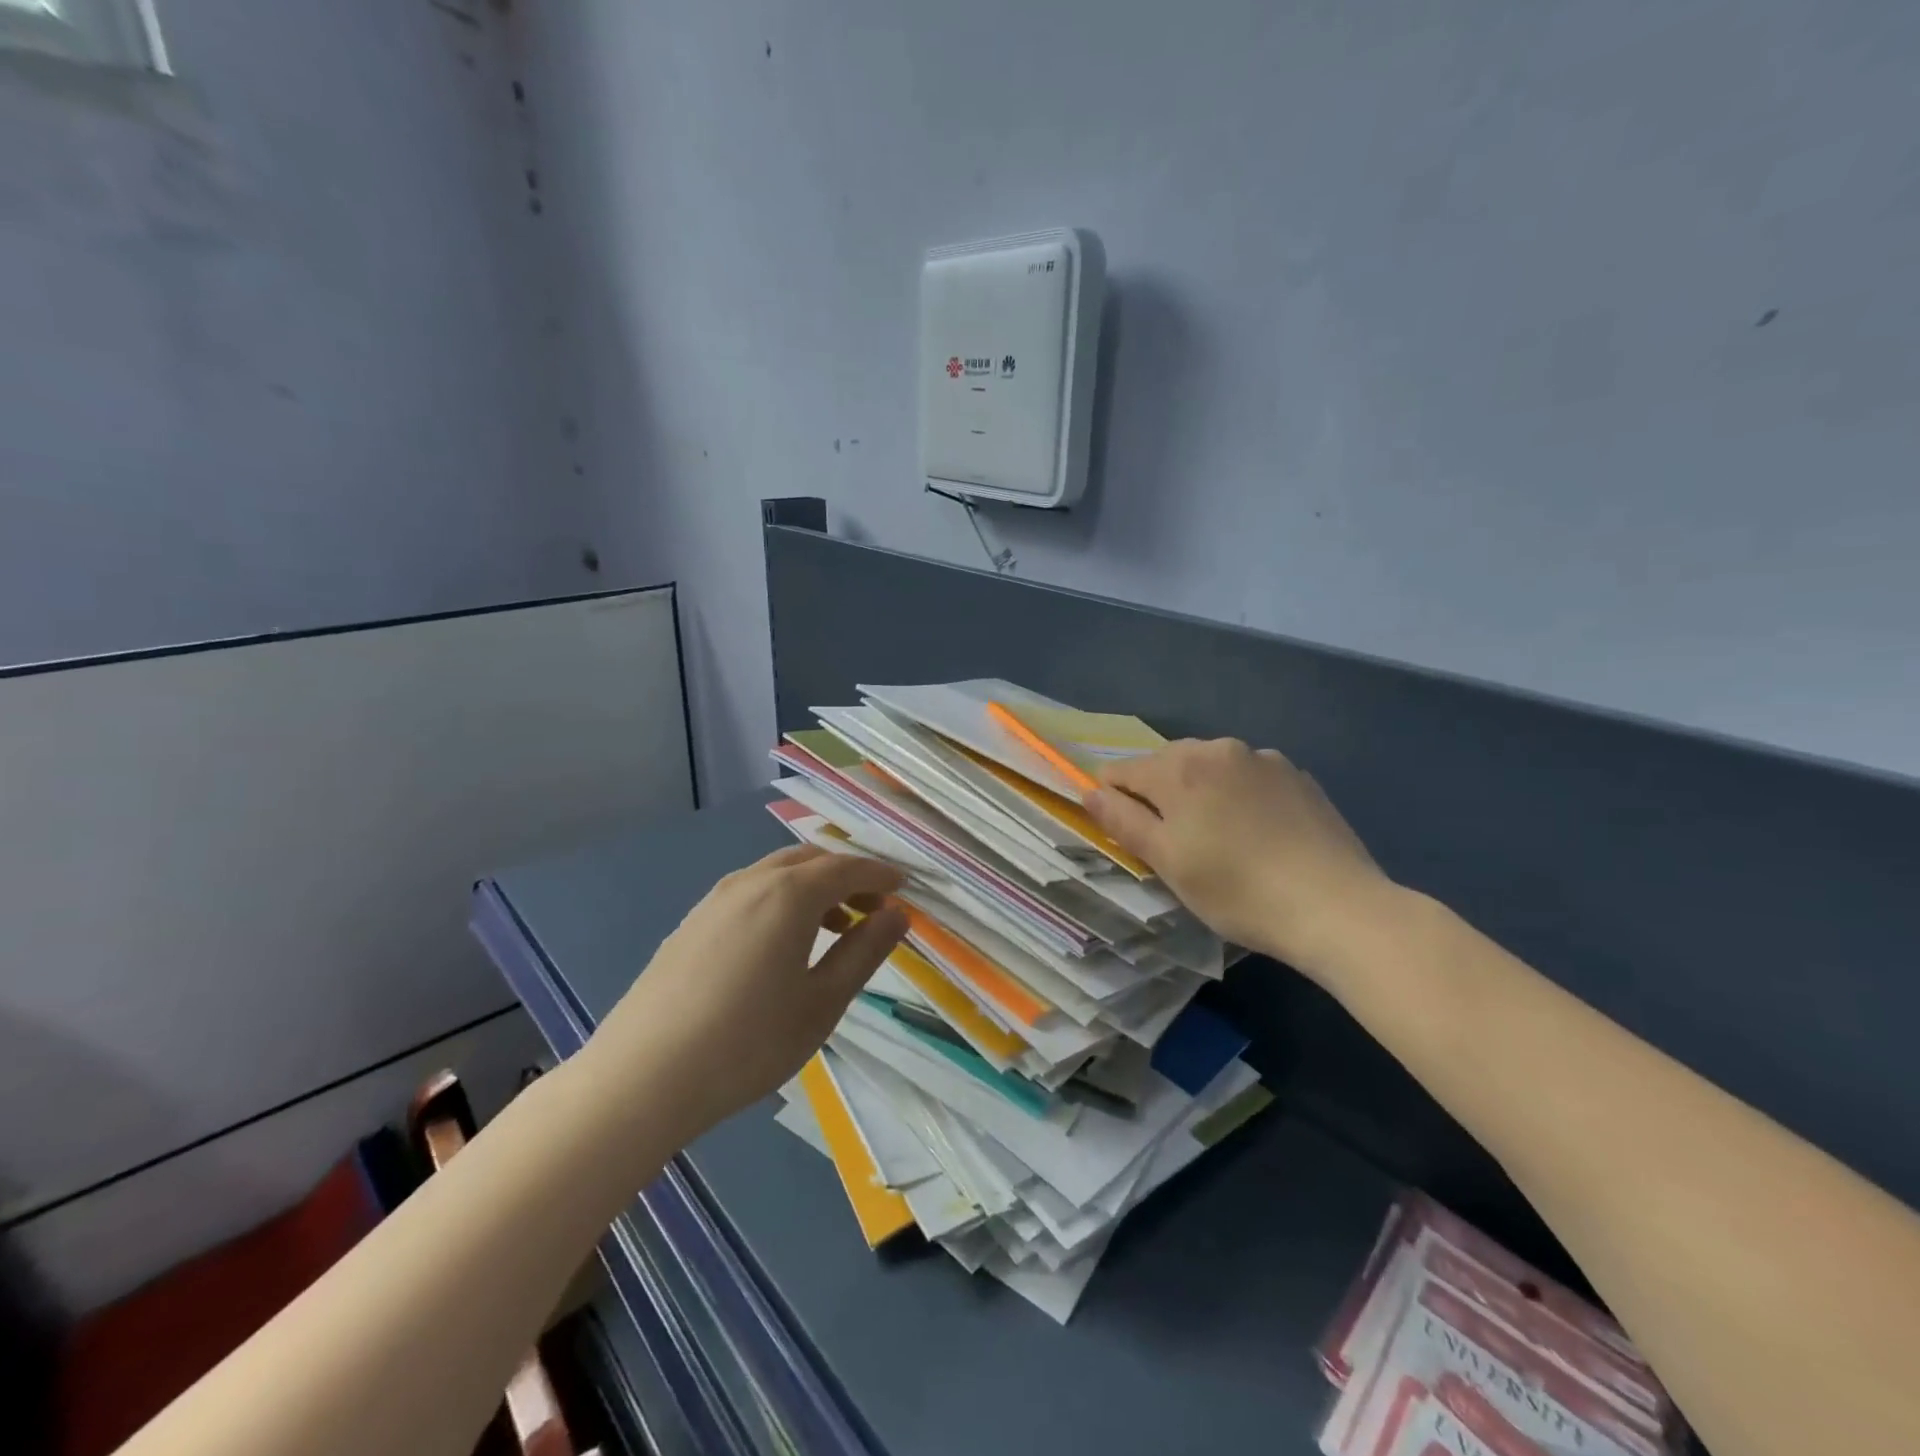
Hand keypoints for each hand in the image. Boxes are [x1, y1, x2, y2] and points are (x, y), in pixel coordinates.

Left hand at [588, 846, 907, 1138]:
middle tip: (872, 906)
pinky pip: (749, 892)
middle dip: (847, 875)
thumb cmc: (749, 1042)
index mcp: (790, 894)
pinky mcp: (690, 924)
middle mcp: (752, 882)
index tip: (904, 887)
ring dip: (812, 887)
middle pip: (810, 860)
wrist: (642, 1078)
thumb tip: (897, 915)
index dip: (880, 874)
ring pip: (776, 873)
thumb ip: (864, 952)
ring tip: (833, 927)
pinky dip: (780, 900)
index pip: (847, 867)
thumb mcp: (822, 1002)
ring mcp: (714, 900)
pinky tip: (779, 943)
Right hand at [1085, 739, 1394, 978]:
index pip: (1122, 771)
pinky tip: (1258, 835)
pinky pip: (1249, 778)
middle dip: (1160, 796)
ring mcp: (1265, 759)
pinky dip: (1239, 797)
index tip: (1130, 836)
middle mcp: (1220, 749)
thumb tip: (1089, 791)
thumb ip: (1123, 820)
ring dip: (1201, 794)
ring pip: (1211, 769)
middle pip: (1167, 765)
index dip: (1114, 800)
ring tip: (1219, 840)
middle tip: (1175, 845)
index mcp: (1180, 767)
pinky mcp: (1299, 777)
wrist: (1337, 907)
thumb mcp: (1168, 861)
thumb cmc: (1237, 890)